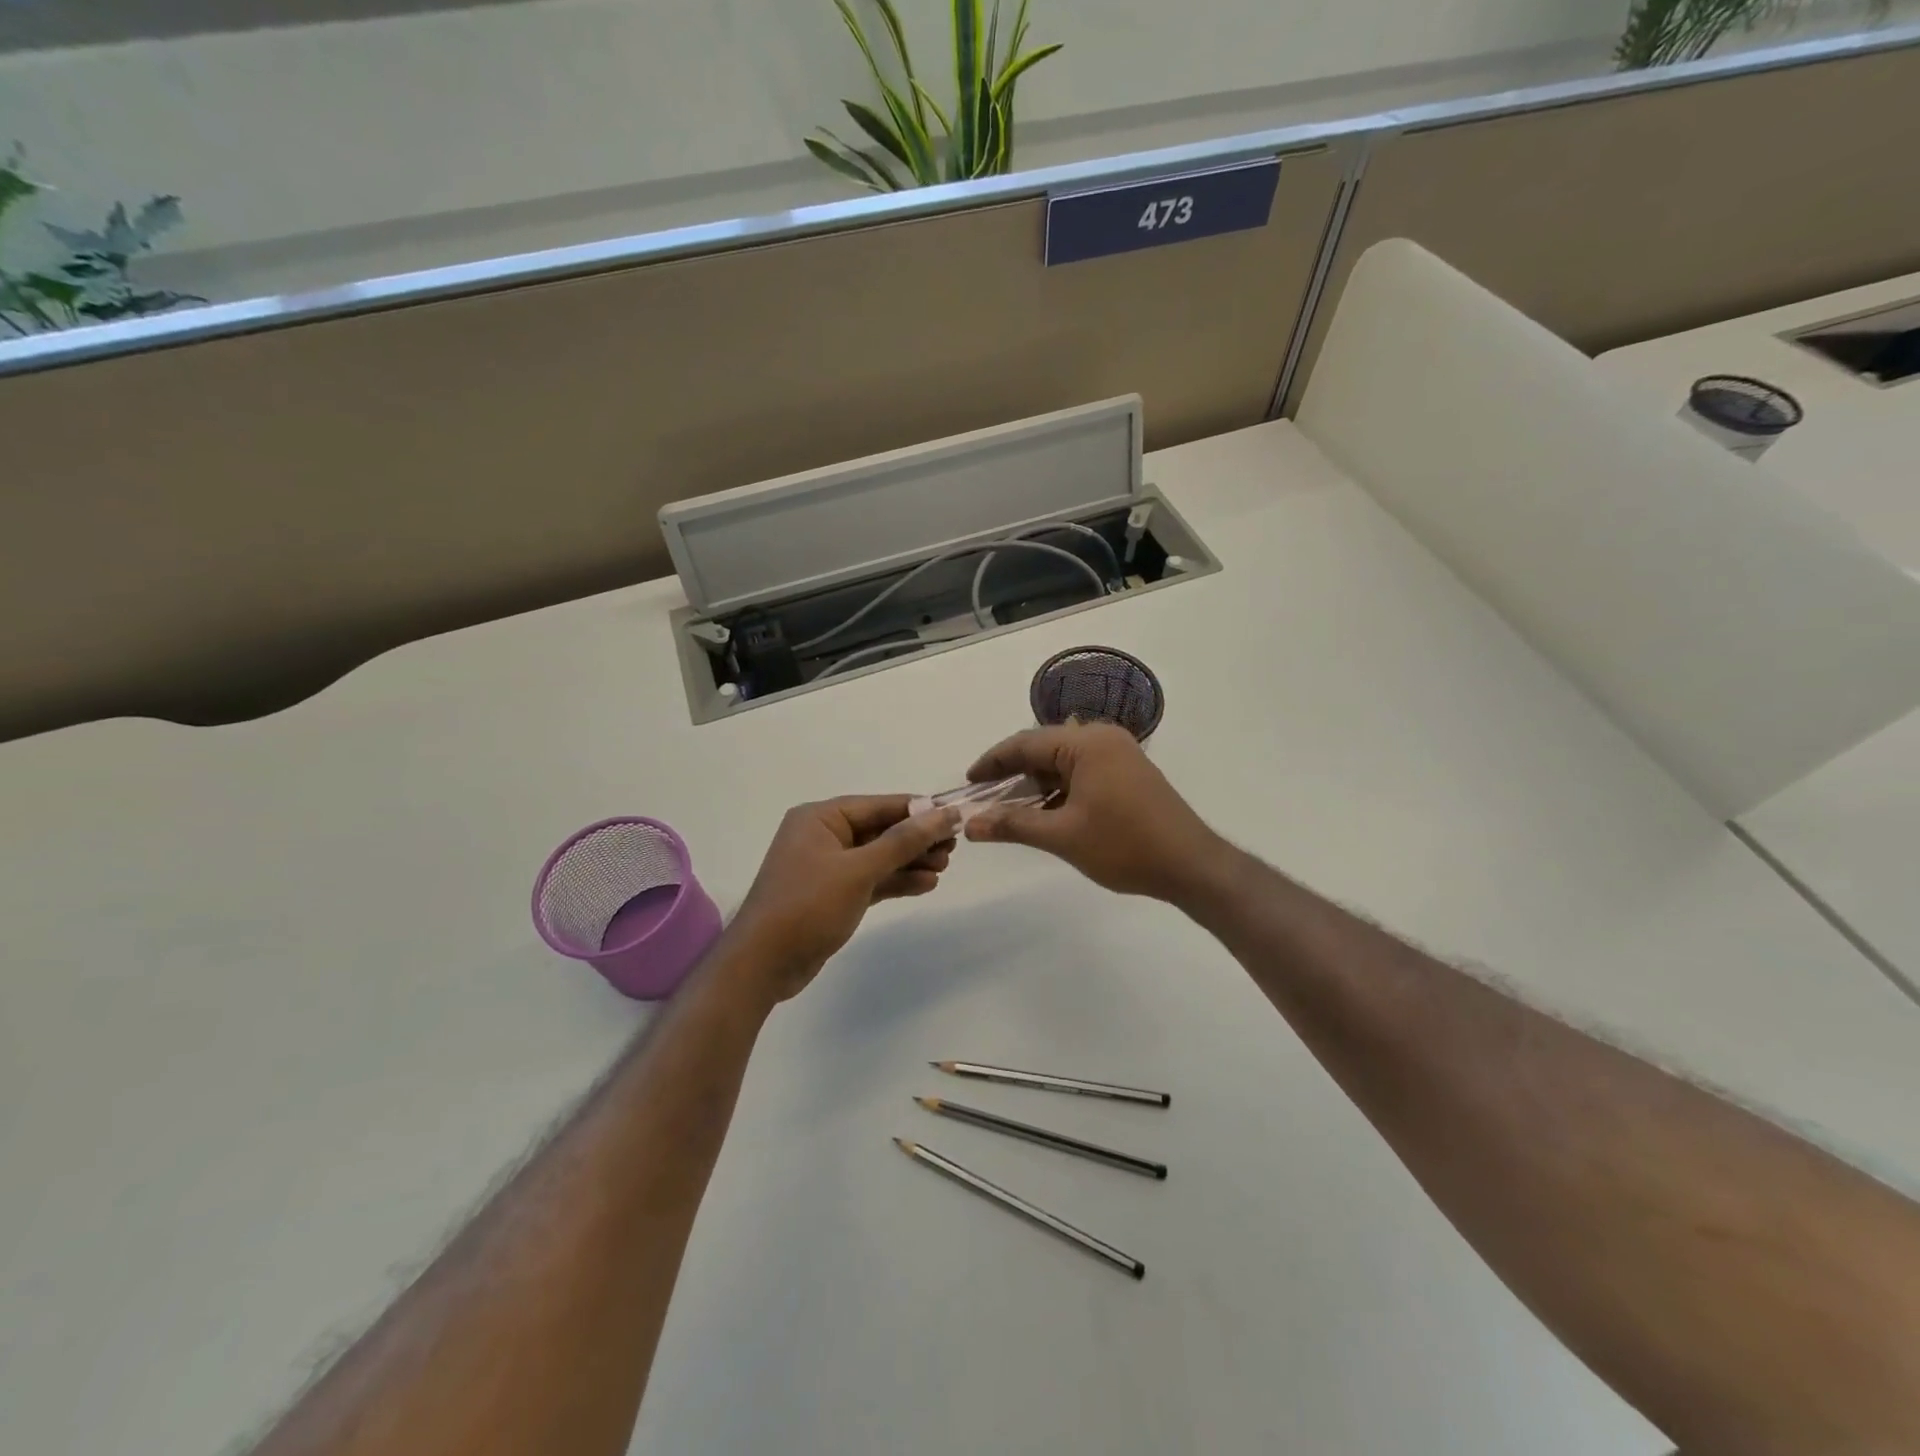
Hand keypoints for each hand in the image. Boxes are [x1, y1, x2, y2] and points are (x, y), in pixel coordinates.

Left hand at [725, 796, 960, 1000]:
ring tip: (944, 867)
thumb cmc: (808, 905)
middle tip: (953, 848)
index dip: (919, 810)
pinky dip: (896, 881)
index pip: (879, 805)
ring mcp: (827, 867)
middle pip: (880, 830)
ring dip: (910, 861)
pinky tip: (927, 884)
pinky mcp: (833, 895)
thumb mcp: (859, 869)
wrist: (763, 964)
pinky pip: (871, 880)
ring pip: (878, 857)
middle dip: (916, 839)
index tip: (955, 816)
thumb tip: (944, 813)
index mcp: (821, 818)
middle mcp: (823, 836)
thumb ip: (903, 841)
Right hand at [964, 723, 1222, 903]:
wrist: (1191, 866)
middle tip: (984, 800)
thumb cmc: (1124, 846)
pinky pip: (1082, 772)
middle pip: (1043, 749)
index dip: (992, 762)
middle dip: (1012, 775)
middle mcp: (1102, 738)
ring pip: (1062, 762)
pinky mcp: (1128, 772)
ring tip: (1009, 811)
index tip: (967, 783)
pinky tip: (1045, 813)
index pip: (1024, 743)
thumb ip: (1012, 825)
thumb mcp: (1062, 836)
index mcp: (1085, 743)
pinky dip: (1059, 790)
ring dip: (1036, 785)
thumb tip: (969, 825)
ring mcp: (1119, 754)